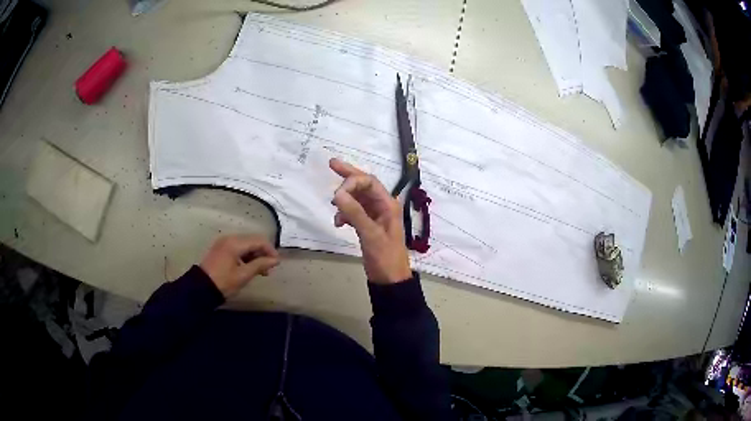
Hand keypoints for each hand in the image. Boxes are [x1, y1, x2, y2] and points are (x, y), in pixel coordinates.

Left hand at [199, 234, 279, 297]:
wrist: (201, 288)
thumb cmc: (223, 282)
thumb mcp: (243, 275)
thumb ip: (260, 265)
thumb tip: (275, 260)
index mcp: (235, 243)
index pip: (258, 240)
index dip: (270, 250)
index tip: (277, 263)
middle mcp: (229, 238)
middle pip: (252, 240)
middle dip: (263, 253)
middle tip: (269, 269)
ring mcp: (224, 243)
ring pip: (245, 244)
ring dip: (255, 255)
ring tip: (261, 271)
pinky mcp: (220, 248)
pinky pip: (237, 248)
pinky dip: (246, 256)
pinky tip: (249, 267)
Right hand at [329, 158, 411, 283]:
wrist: (389, 280)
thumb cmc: (385, 257)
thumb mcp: (370, 235)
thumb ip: (355, 213)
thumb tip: (337, 193)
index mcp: (388, 204)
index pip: (369, 182)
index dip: (352, 181)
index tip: (336, 193)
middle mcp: (382, 206)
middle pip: (364, 185)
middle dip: (348, 176)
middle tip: (331, 164)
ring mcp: (374, 216)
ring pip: (357, 198)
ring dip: (345, 199)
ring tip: (333, 207)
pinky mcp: (368, 226)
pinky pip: (354, 212)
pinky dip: (345, 213)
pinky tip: (338, 222)